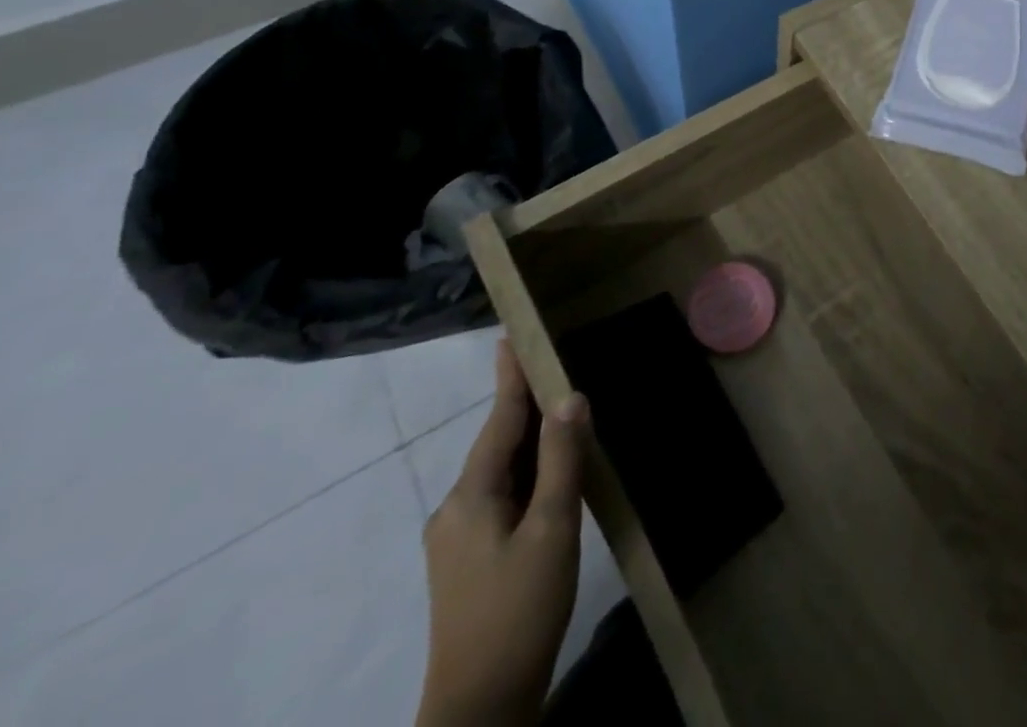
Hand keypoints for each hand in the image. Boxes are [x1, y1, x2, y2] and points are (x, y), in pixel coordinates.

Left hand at [417, 341, 589, 726]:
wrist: (480, 709)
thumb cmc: (519, 610)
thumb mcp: (552, 529)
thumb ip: (562, 460)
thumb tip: (570, 398)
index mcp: (472, 495)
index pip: (499, 418)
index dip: (511, 377)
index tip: (511, 336)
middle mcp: (456, 508)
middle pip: (497, 442)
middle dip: (524, 405)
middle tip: (553, 367)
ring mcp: (457, 538)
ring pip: (500, 470)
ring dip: (529, 440)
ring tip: (560, 412)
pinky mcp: (468, 561)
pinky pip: (500, 496)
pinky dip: (526, 472)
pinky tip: (550, 475)